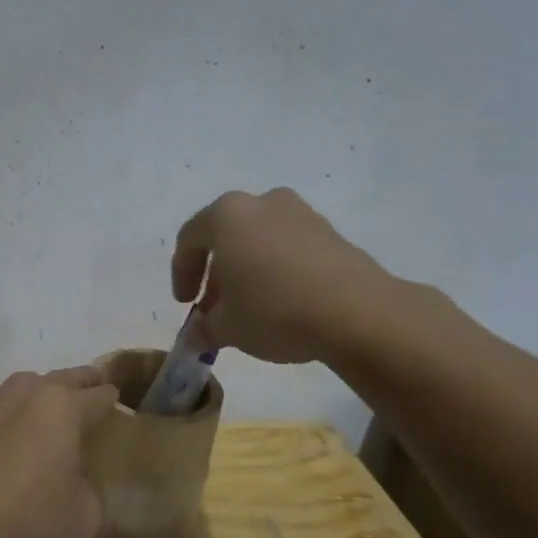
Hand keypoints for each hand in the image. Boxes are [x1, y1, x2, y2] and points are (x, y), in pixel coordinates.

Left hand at [0, 367, 118, 537]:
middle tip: (93, 388)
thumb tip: (73, 482)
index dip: (112, 401)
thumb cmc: (26, 518)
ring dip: (40, 395)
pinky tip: (2, 438)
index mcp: (63, 407)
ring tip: (46, 413)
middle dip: (82, 383)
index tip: (116, 406)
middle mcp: (26, 393)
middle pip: (64, 378)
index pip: (99, 395)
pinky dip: (4, 417)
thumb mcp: (83, 515)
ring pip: (24, 388)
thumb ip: (88, 488)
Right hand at [171, 188, 402, 364]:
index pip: (190, 239)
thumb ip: (205, 327)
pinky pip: (291, 248)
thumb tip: (199, 334)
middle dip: (217, 274)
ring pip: (261, 240)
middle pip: (227, 236)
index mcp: (227, 215)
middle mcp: (263, 203)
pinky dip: (279, 270)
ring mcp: (302, 214)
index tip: (185, 304)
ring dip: (249, 271)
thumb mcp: (227, 328)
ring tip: (251, 308)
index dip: (181, 273)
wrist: (356, 312)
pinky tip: (284, 303)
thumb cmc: (274, 310)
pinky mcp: (332, 233)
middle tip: (215, 308)